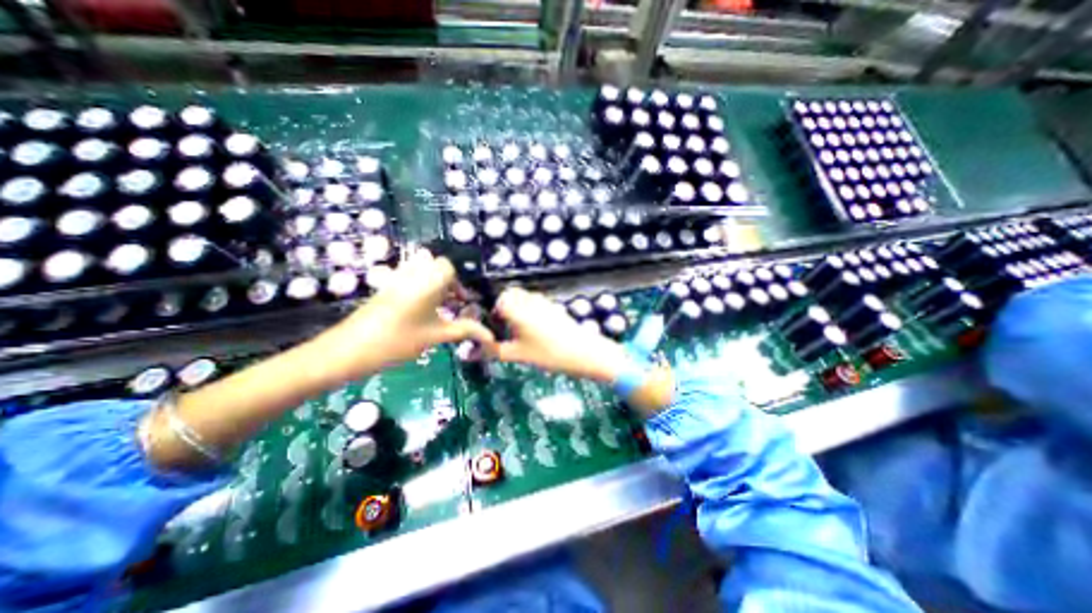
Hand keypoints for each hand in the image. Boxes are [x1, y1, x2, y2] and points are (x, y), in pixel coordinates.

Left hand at [313, 248, 498, 383]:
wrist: (348, 350)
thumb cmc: (398, 340)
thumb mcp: (435, 336)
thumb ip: (464, 331)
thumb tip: (490, 335)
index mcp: (427, 281)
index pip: (449, 268)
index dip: (459, 284)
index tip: (463, 304)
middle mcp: (412, 275)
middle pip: (436, 267)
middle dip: (448, 284)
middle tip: (452, 305)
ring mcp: (396, 280)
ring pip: (422, 273)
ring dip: (434, 286)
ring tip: (438, 309)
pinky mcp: (385, 289)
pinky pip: (409, 280)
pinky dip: (420, 290)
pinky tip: (420, 312)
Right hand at [488, 287, 632, 383]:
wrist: (583, 352)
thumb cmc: (547, 353)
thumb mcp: (517, 354)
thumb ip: (492, 351)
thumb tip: (468, 354)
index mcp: (516, 306)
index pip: (495, 300)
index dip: (490, 314)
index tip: (492, 330)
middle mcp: (528, 298)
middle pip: (509, 296)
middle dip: (503, 311)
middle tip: (504, 331)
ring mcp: (543, 301)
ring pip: (522, 299)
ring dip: (516, 312)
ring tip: (519, 334)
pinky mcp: (553, 307)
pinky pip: (534, 304)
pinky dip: (529, 313)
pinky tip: (534, 333)